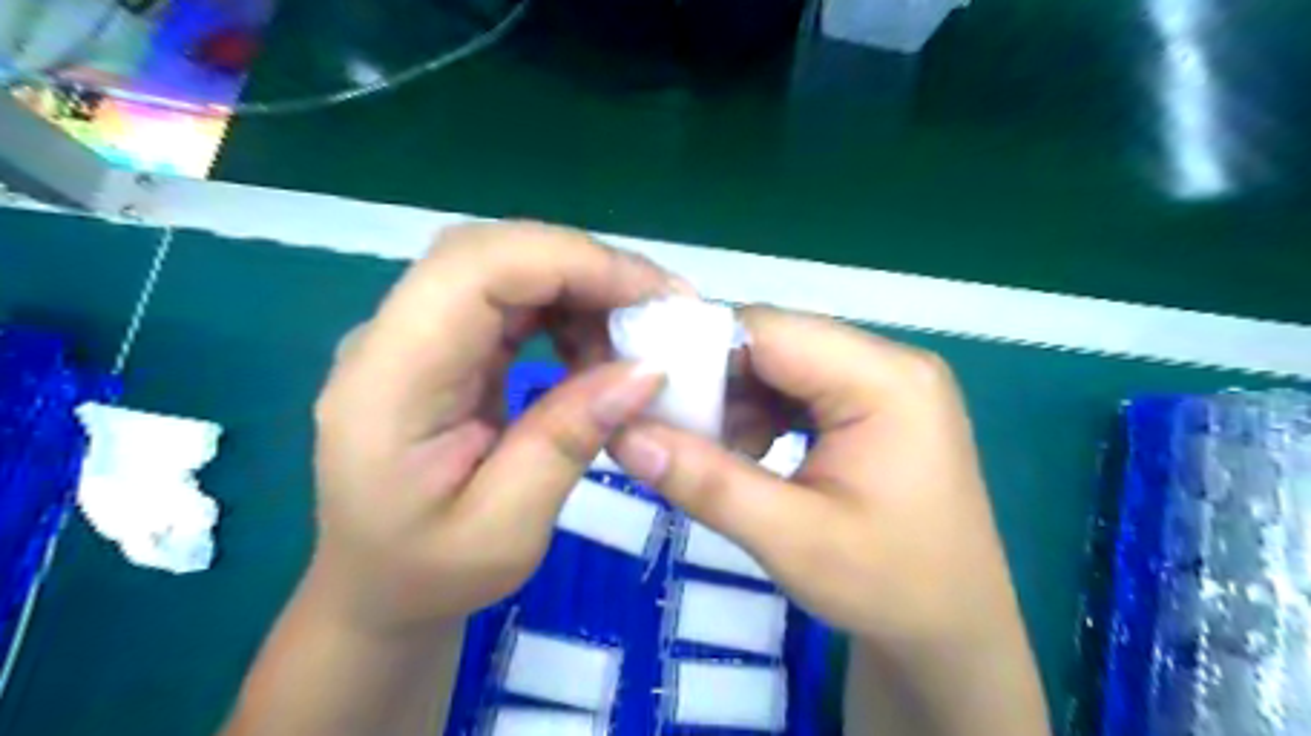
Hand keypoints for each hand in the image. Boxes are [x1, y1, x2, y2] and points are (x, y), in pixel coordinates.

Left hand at [309, 222, 676, 635]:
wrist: (376, 587)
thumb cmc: (430, 573)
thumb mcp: (507, 529)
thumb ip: (569, 439)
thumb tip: (649, 369)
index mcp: (388, 382)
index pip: (475, 270)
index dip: (571, 262)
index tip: (653, 296)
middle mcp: (391, 338)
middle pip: (491, 252)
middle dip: (586, 266)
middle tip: (660, 307)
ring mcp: (416, 334)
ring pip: (506, 265)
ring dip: (580, 285)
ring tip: (635, 334)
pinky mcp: (444, 343)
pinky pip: (510, 298)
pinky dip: (566, 307)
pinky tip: (597, 347)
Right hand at [610, 308, 1050, 735]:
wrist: (951, 629)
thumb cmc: (887, 588)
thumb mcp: (789, 539)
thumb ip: (705, 481)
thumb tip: (621, 435)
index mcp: (887, 381)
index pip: (771, 331)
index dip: (700, 353)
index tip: (647, 393)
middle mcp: (892, 362)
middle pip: (777, 341)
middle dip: (718, 382)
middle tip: (676, 431)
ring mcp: (887, 380)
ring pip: (783, 363)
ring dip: (738, 399)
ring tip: (716, 452)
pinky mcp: (877, 401)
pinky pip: (801, 385)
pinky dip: (762, 411)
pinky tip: (751, 453)